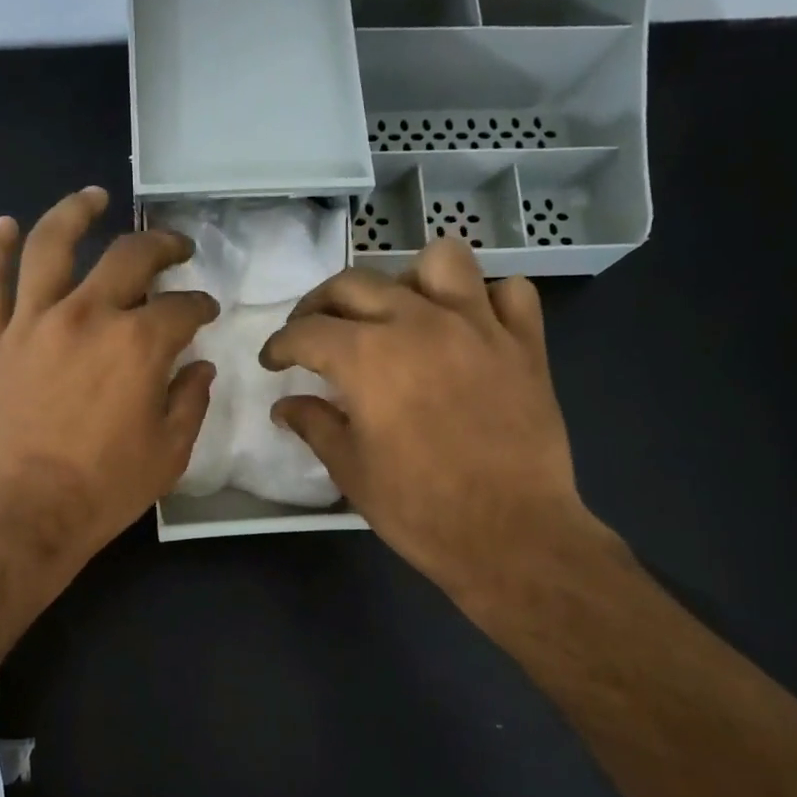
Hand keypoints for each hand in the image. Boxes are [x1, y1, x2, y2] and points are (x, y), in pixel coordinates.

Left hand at [0, 187, 219, 567]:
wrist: (22, 517)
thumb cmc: (103, 490)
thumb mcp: (169, 453)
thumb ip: (190, 401)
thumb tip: (199, 366)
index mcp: (139, 344)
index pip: (182, 308)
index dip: (200, 307)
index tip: (205, 313)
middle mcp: (88, 316)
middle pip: (129, 257)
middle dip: (161, 246)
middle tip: (175, 248)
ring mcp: (32, 323)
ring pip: (52, 246)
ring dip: (75, 213)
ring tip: (93, 197)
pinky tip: (4, 226)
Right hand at [260, 241, 597, 600]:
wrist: (510, 535)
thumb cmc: (419, 507)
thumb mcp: (350, 470)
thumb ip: (315, 425)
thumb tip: (284, 406)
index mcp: (367, 356)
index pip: (306, 331)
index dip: (280, 345)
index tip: (272, 362)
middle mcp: (418, 322)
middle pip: (356, 284)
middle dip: (321, 304)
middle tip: (314, 333)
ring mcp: (478, 326)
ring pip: (439, 261)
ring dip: (409, 280)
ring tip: (399, 313)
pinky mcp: (524, 344)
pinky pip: (510, 293)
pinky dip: (486, 300)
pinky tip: (470, 328)